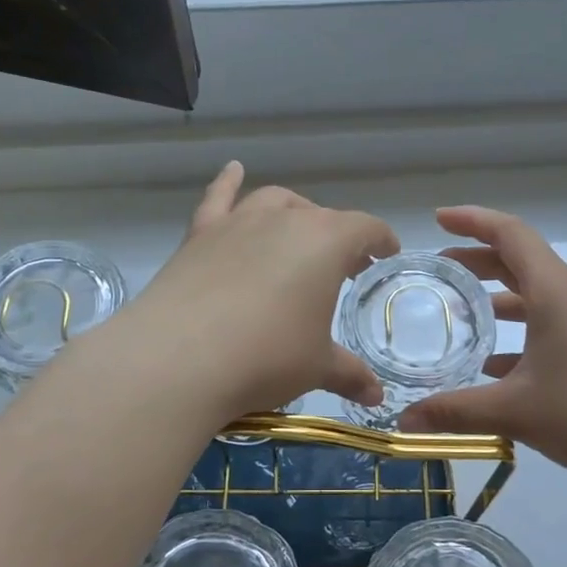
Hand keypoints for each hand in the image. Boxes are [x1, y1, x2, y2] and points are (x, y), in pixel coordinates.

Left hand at [114, 163, 398, 420]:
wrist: (179, 358)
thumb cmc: (266, 357)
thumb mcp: (316, 368)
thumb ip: (350, 375)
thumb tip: (375, 396)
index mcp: (326, 242)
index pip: (366, 229)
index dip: (381, 240)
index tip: (386, 254)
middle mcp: (285, 220)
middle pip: (321, 217)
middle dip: (339, 238)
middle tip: (343, 267)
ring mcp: (238, 222)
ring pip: (275, 202)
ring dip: (293, 212)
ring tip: (299, 232)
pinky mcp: (199, 234)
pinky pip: (218, 197)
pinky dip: (228, 182)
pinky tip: (233, 170)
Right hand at [399, 206, 566, 496]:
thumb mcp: (515, 412)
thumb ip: (454, 412)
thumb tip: (402, 422)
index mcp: (555, 292)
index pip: (510, 234)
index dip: (472, 220)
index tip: (438, 218)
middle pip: (522, 261)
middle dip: (479, 260)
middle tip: (440, 270)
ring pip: (538, 296)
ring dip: (499, 298)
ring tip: (462, 315)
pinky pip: (553, 326)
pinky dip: (521, 333)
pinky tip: (496, 366)